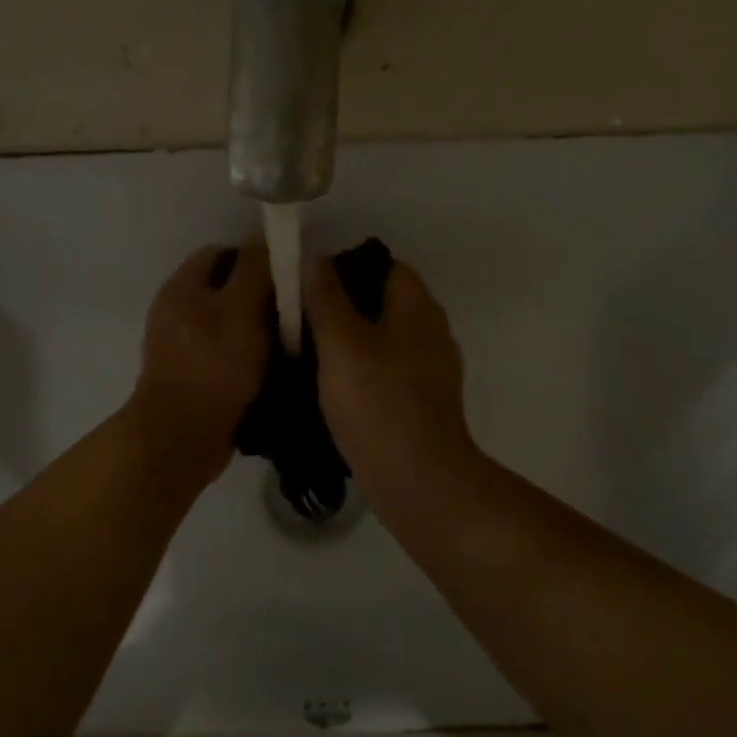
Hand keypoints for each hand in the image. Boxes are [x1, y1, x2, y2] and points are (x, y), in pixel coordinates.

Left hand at [131, 242, 272, 467]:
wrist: (183, 436)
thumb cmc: (214, 364)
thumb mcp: (241, 308)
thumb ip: (255, 269)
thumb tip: (265, 237)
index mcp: (181, 287)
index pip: (220, 253)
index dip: (254, 257)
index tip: (287, 276)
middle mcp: (176, 311)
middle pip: (225, 289)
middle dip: (259, 296)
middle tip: (295, 309)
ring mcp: (181, 347)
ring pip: (228, 325)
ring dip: (257, 331)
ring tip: (291, 340)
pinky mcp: (192, 377)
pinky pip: (225, 355)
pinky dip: (247, 358)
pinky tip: (273, 368)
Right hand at [303, 253, 480, 508]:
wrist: (416, 478)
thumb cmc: (377, 401)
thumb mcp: (341, 343)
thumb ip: (326, 297)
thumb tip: (315, 257)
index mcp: (418, 308)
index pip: (387, 266)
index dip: (348, 268)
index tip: (311, 287)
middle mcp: (432, 332)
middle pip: (385, 303)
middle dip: (346, 308)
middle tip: (303, 321)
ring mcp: (432, 370)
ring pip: (386, 340)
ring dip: (353, 343)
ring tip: (311, 355)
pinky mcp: (424, 403)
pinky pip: (389, 373)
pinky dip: (364, 373)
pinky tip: (335, 390)